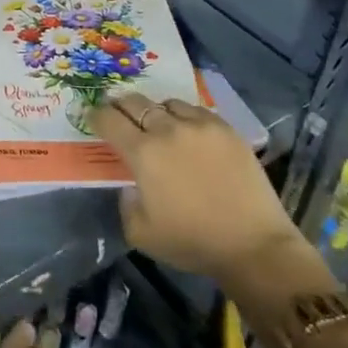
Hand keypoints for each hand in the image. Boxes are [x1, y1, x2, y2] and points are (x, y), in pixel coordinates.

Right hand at [93, 95, 336, 317]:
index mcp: (142, 152)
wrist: (254, 246)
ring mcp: (200, 126)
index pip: (109, 119)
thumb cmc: (192, 242)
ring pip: (167, 103)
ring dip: (156, 111)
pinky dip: (185, 117)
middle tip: (119, 112)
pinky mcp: (226, 130)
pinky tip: (189, 132)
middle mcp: (167, 130)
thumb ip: (126, 203)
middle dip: (121, 105)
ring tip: (159, 123)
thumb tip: (131, 186)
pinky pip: (197, 111)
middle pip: (134, 102)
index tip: (93, 117)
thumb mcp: (140, 233)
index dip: (96, 115)